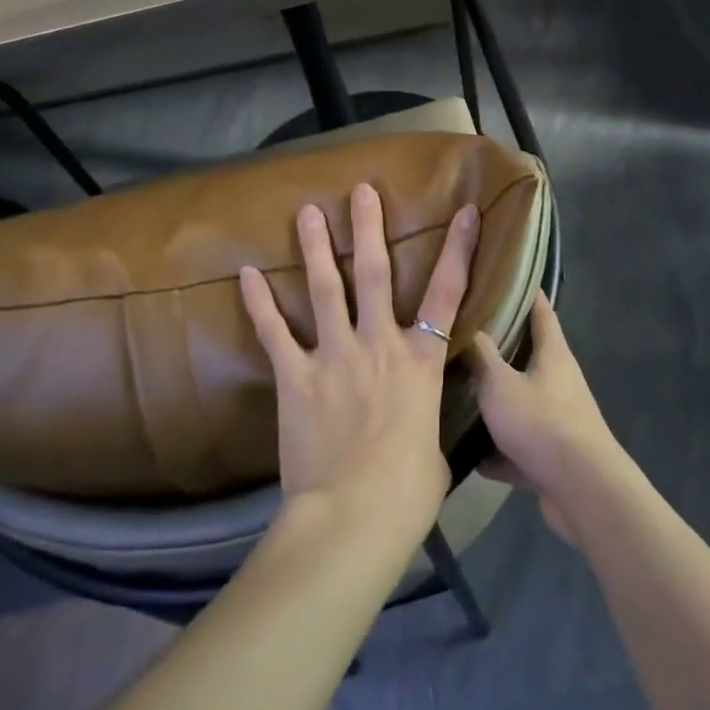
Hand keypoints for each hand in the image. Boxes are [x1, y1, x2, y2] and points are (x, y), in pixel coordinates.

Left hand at [240, 183, 478, 541]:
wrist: (353, 518)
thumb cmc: (407, 493)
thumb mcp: (434, 452)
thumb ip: (425, 424)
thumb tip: (418, 427)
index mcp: (421, 361)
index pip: (447, 293)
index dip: (457, 249)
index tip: (463, 211)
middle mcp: (379, 344)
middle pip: (375, 274)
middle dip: (369, 228)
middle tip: (360, 191)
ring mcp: (335, 355)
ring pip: (325, 289)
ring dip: (316, 248)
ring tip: (308, 212)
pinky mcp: (296, 377)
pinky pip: (275, 332)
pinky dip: (260, 302)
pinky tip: (246, 273)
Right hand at [467, 295, 626, 547]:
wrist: (581, 490)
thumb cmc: (542, 423)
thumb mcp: (500, 384)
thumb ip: (481, 356)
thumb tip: (468, 328)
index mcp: (553, 354)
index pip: (541, 311)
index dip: (526, 292)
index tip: (504, 276)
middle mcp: (559, 381)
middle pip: (529, 356)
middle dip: (500, 348)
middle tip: (463, 336)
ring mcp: (558, 420)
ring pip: (521, 402)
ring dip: (496, 403)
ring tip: (458, 394)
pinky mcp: (552, 456)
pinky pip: (519, 447)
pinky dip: (498, 452)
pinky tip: (469, 457)